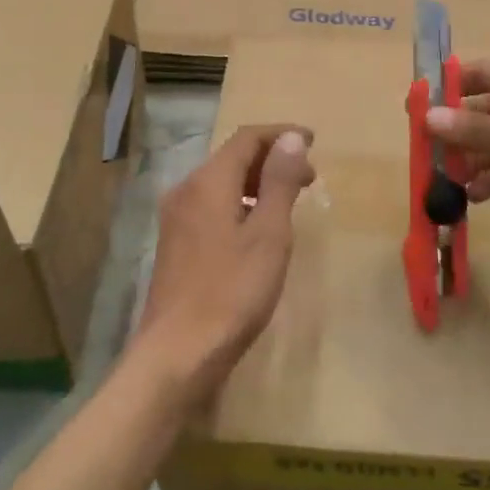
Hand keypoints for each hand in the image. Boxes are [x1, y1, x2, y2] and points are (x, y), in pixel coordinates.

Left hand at [136, 124, 314, 402]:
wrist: (178, 355)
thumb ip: (279, 181)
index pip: (246, 138)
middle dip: (272, 159)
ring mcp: (177, 219)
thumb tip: (290, 137)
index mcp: (208, 182)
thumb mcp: (268, 234)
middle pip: (232, 157)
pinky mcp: (176, 244)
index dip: (281, 134)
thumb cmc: (232, 292)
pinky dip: (241, 203)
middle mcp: (187, 191)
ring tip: (290, 202)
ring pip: (222, 183)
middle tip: (309, 178)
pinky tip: (258, 230)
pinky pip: (213, 205)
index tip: (313, 142)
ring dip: (258, 182)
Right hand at [426, 58, 489, 262]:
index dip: (448, 87)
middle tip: (421, 150)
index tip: (413, 105)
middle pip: (485, 111)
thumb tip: (428, 118)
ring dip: (470, 159)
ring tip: (441, 178)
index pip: (483, 74)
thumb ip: (476, 127)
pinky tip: (471, 196)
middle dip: (455, 129)